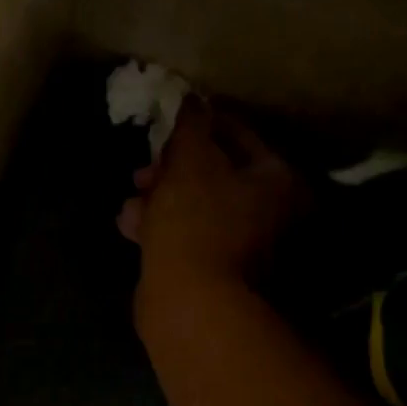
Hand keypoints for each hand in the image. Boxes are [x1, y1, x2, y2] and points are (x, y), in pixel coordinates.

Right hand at [117, 100, 306, 312]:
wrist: (191, 306)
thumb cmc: (196, 222)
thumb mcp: (190, 161)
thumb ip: (191, 125)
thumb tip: (192, 99)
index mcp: (277, 180)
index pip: (238, 134)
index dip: (200, 122)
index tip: (168, 121)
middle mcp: (270, 213)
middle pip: (216, 175)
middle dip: (172, 169)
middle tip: (143, 170)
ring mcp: (243, 248)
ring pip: (196, 209)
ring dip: (159, 199)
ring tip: (131, 201)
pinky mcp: (213, 273)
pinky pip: (185, 238)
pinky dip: (159, 229)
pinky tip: (129, 225)